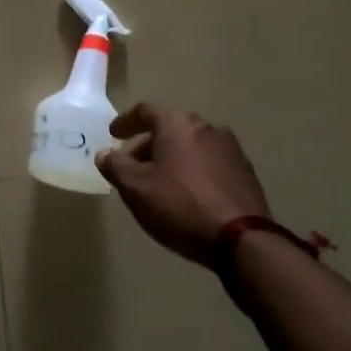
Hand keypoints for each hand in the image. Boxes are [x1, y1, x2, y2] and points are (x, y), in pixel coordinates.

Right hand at [95, 103, 270, 267]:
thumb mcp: (136, 188)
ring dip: (172, 158)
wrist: (242, 239)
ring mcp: (230, 148)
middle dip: (148, 144)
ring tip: (160, 182)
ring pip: (191, 145)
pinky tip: (188, 194)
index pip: (145, 111)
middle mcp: (205, 126)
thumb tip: (104, 153)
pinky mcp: (245, 171)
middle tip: (133, 165)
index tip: (113, 134)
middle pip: (169, 128)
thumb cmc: (180, 206)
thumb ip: (115, 166)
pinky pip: (209, 162)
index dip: (126, 121)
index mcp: (177, 123)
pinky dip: (193, 170)